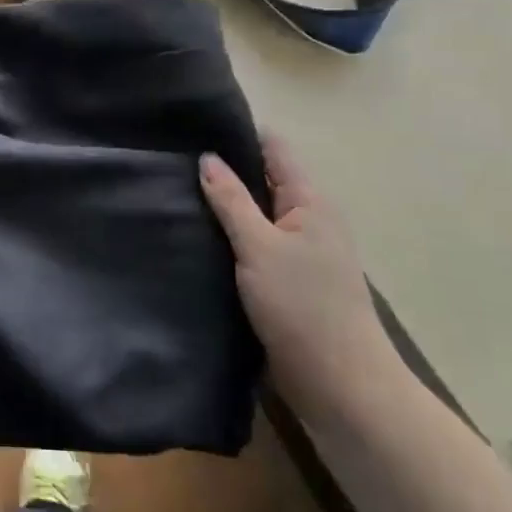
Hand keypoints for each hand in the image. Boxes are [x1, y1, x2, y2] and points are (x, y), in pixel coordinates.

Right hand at [200, 134, 402, 421]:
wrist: (341, 387)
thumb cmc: (303, 307)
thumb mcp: (259, 247)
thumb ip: (231, 201)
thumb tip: (207, 157)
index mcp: (309, 201)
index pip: (273, 148)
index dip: (238, 132)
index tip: (193, 124)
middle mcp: (307, 219)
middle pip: (262, 179)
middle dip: (223, 169)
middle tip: (171, 158)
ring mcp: (298, 251)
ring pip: (255, 214)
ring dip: (223, 206)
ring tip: (173, 191)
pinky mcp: (286, 280)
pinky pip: (253, 244)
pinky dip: (228, 236)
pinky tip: (194, 235)